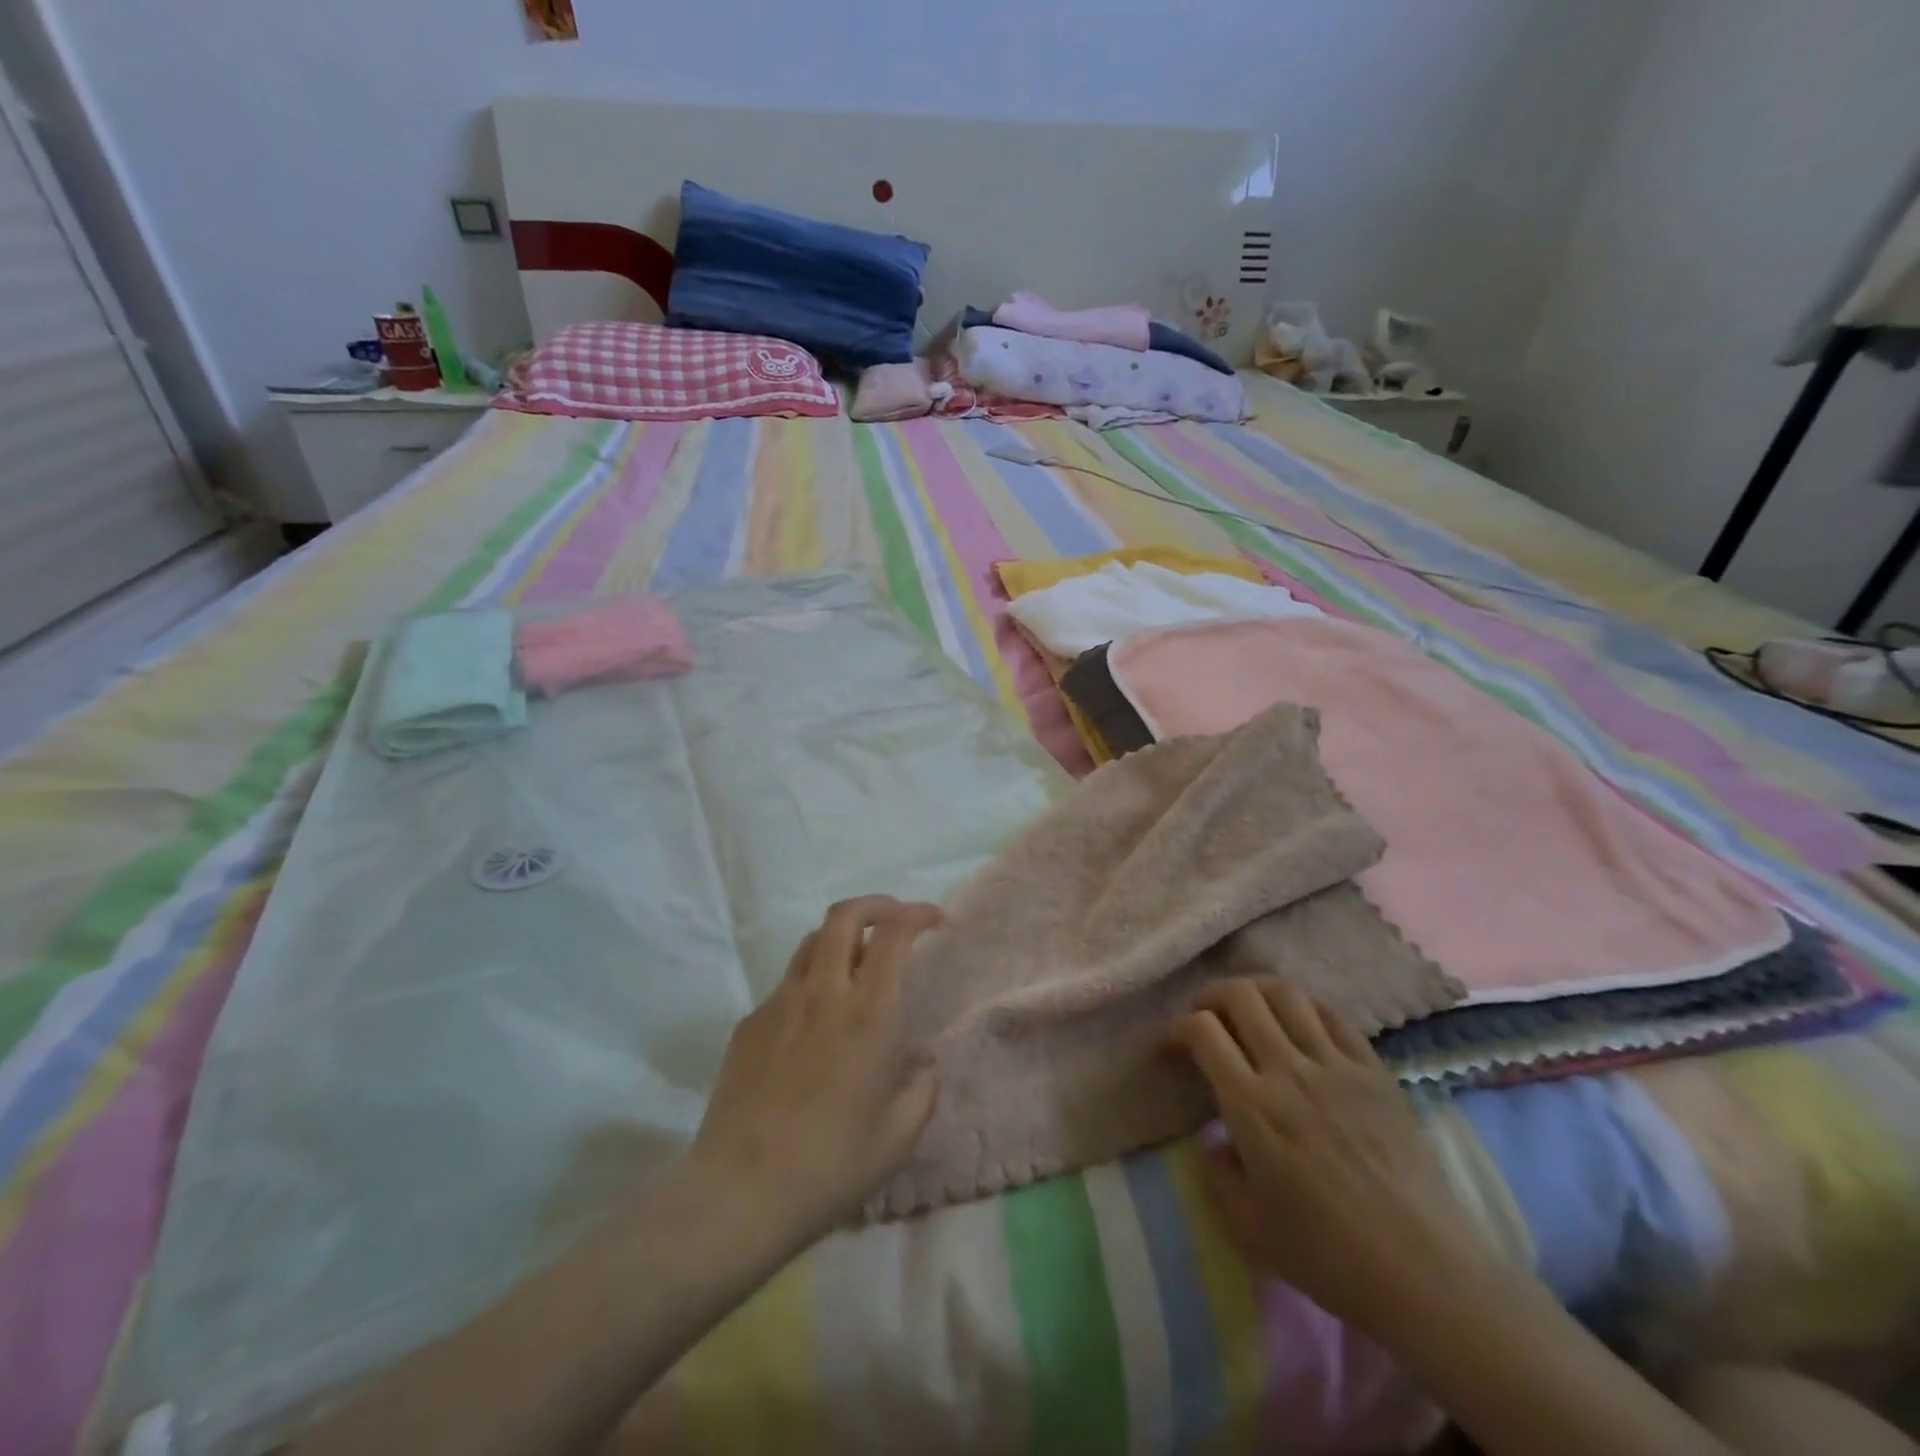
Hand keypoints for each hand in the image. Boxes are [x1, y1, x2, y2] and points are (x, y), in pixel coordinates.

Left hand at [689, 896, 942, 1244]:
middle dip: (875, 905)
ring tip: (856, 961)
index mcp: (868, 1014)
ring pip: (811, 942)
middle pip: (844, 915)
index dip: (915, 913)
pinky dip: (811, 981)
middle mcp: (822, 994)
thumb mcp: (898, 1136)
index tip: (933, 920)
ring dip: (841, 936)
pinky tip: (814, 1023)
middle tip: (894, 921)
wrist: (738, 1195)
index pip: (892, 933)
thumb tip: (924, 1063)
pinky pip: (786, 984)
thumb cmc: (830, 1166)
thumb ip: (922, 1089)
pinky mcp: (748, 1024)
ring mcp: (779, 1005)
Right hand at [1166, 981, 1494, 1335]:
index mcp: (1252, 1106)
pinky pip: (1333, 1015)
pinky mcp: (1375, 1071)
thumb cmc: (1328, 1256)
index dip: (1176, 1029)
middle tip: (1204, 1019)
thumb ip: (1215, 1171)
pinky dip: (1304, 1007)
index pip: (1202, 1031)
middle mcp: (1289, 1071)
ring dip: (1255, 992)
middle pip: (1240, 995)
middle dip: (1210, 997)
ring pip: (1286, 993)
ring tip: (1247, 1012)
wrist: (1424, 1273)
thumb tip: (1214, 1138)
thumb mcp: (1246, 1226)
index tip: (1170, 1050)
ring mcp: (1336, 1066)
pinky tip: (1298, 1025)